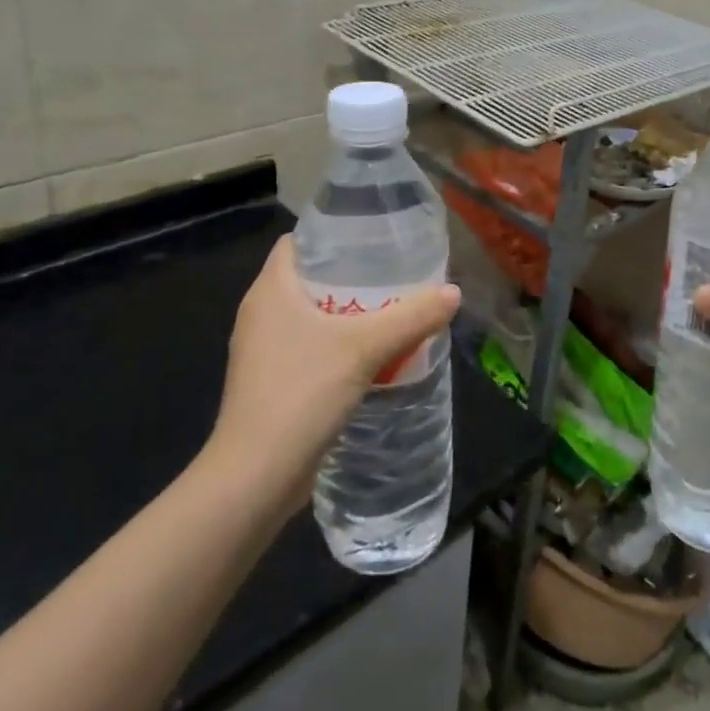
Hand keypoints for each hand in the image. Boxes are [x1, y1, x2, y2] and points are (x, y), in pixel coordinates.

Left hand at [204, 236, 459, 513]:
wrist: (256, 476)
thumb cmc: (301, 393)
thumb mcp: (364, 348)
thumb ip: (411, 317)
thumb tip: (453, 292)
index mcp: (270, 290)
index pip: (298, 242)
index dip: (334, 234)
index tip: (375, 236)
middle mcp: (261, 314)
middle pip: (309, 278)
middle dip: (352, 273)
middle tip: (396, 271)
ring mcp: (264, 351)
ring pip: (311, 315)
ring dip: (349, 311)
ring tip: (393, 307)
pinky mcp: (273, 382)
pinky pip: (310, 347)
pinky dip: (339, 342)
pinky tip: (374, 353)